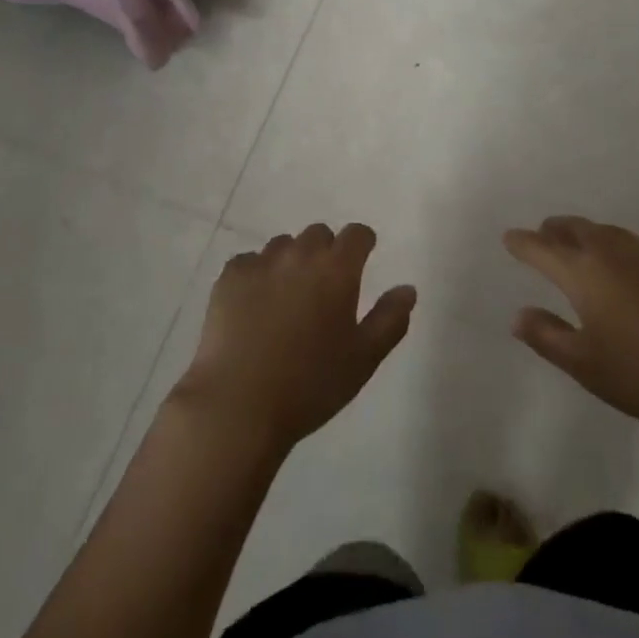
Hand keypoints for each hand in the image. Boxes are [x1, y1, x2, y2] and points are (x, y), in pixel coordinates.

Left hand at [174, 224, 415, 452]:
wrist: (239, 403)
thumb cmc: (310, 385)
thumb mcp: (363, 360)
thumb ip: (390, 319)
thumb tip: (408, 288)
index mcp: (337, 269)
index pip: (357, 234)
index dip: (362, 243)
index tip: (362, 259)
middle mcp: (300, 254)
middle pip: (319, 234)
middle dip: (325, 252)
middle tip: (323, 289)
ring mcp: (262, 261)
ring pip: (283, 246)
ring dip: (291, 262)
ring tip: (286, 300)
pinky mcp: (230, 275)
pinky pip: (250, 262)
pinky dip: (256, 276)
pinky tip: (254, 307)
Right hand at [504, 217, 638, 448]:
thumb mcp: (588, 367)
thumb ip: (549, 337)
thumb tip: (518, 315)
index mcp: (583, 272)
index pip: (542, 248)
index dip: (522, 243)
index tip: (509, 238)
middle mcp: (612, 253)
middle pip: (575, 229)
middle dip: (554, 230)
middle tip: (543, 235)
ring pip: (607, 232)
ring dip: (587, 234)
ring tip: (582, 245)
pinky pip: (635, 246)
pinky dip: (618, 248)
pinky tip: (630, 269)